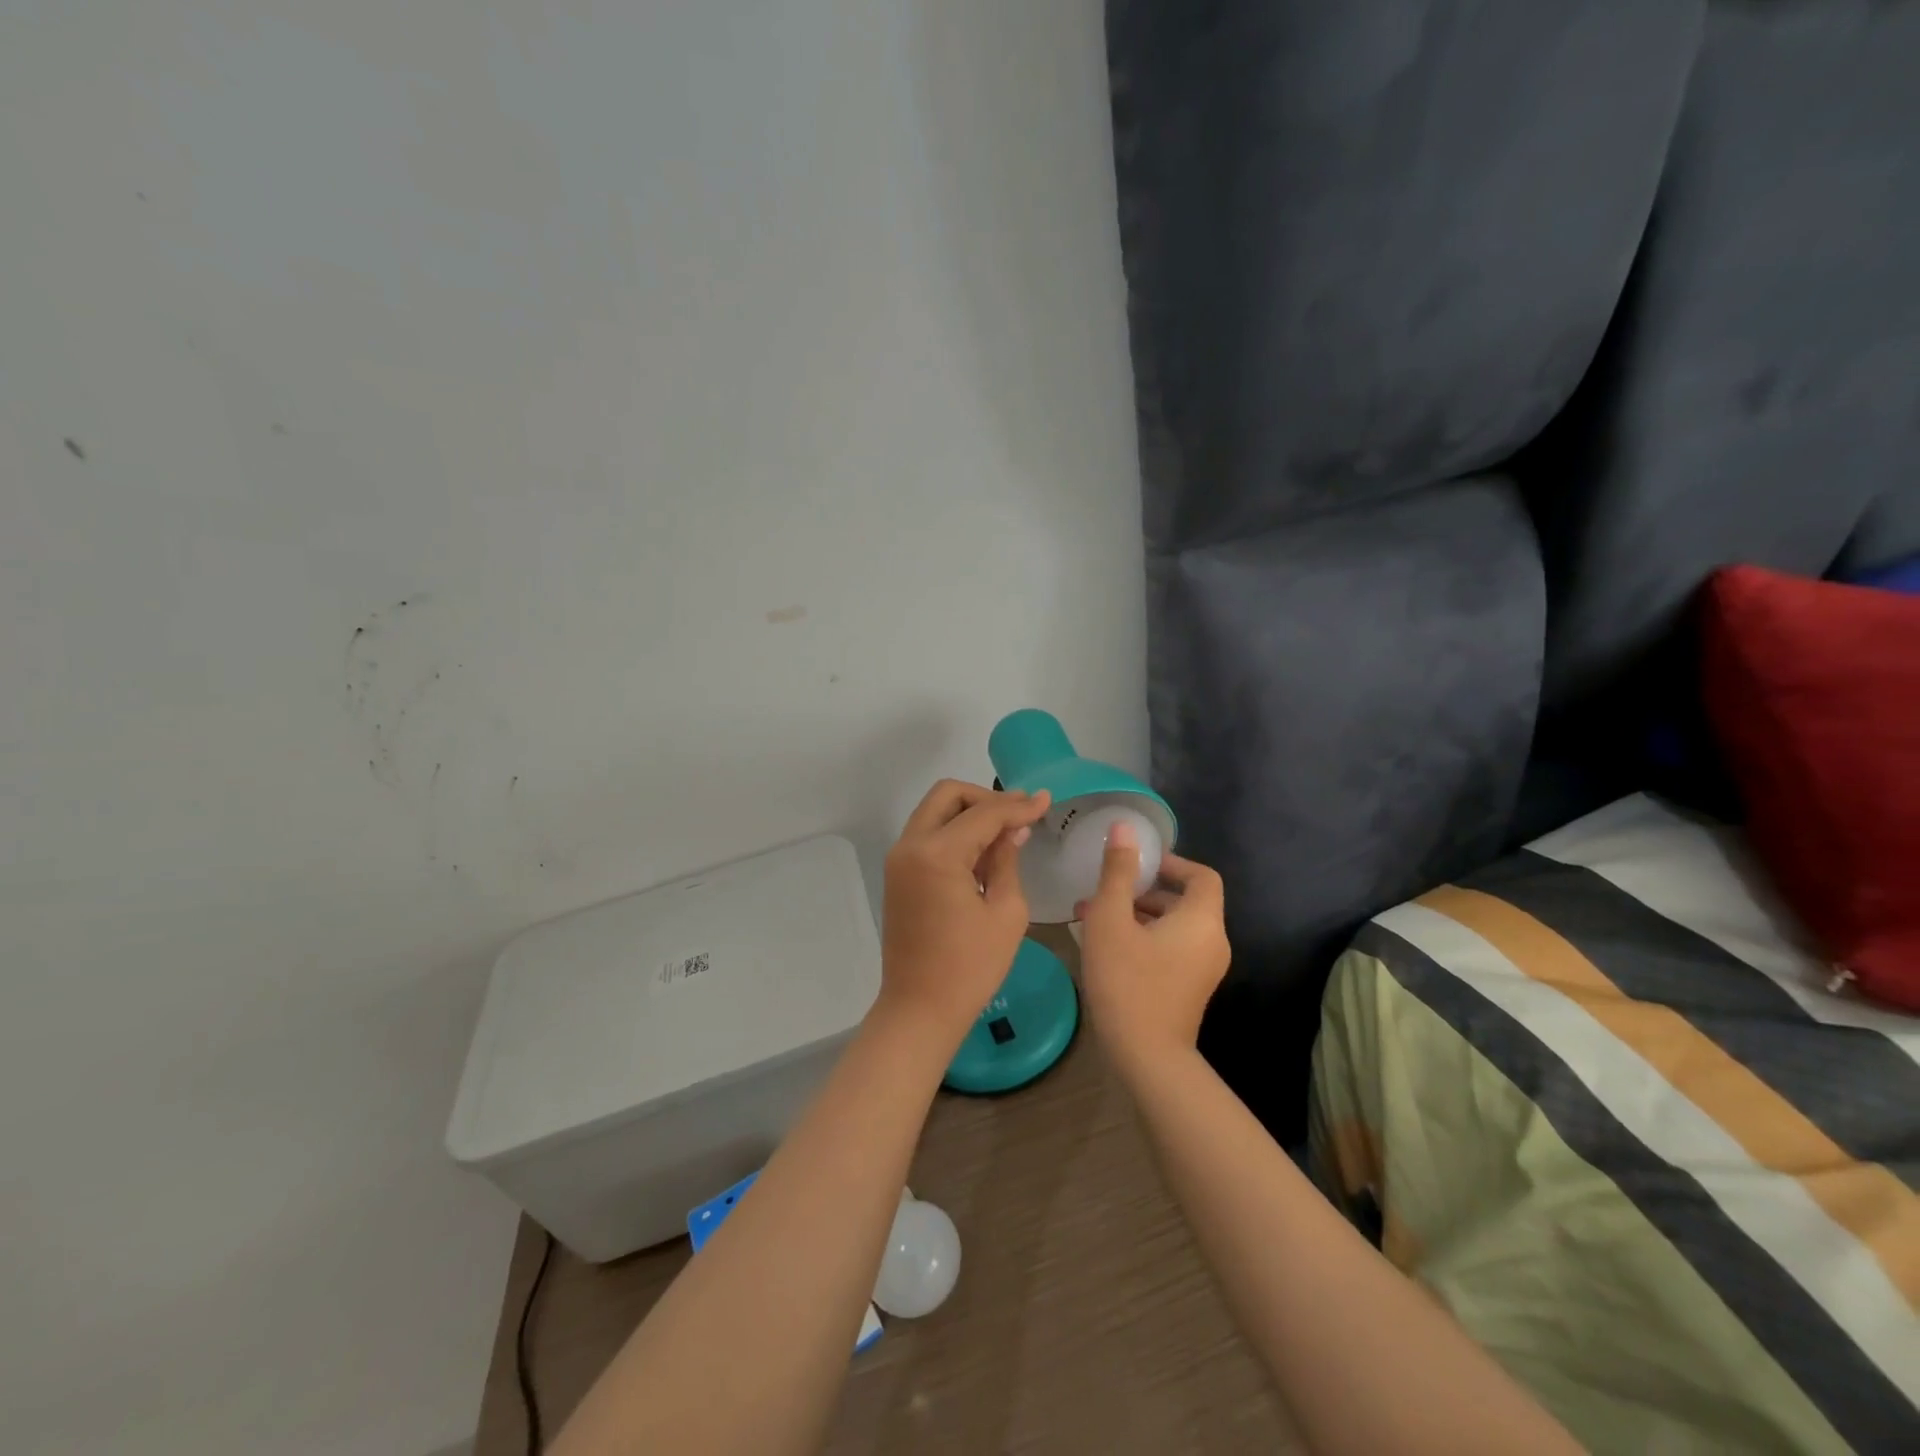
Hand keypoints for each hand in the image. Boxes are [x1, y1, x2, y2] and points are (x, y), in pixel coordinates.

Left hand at [878, 779, 1050, 1041]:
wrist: (919, 1009)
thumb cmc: (970, 967)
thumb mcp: (1006, 912)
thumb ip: (1007, 860)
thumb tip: (1013, 830)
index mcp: (937, 854)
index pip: (984, 813)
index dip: (1018, 805)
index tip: (1045, 800)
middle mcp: (910, 846)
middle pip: (948, 795)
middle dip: (986, 798)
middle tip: (1019, 814)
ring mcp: (899, 859)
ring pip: (935, 812)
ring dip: (969, 814)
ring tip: (1007, 833)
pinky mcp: (898, 874)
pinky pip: (927, 835)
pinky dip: (954, 832)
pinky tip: (983, 853)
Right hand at [1076, 821, 1229, 1073]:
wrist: (1146, 1057)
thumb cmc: (1127, 980)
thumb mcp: (1111, 919)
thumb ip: (1118, 872)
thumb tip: (1124, 828)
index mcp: (1201, 920)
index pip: (1201, 875)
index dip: (1171, 862)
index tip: (1137, 863)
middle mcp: (1212, 942)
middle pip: (1183, 901)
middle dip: (1141, 890)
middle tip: (1103, 889)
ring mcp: (1203, 969)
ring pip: (1172, 926)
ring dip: (1136, 914)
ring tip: (1091, 915)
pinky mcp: (1189, 989)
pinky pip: (1170, 949)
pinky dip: (1143, 937)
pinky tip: (1104, 945)